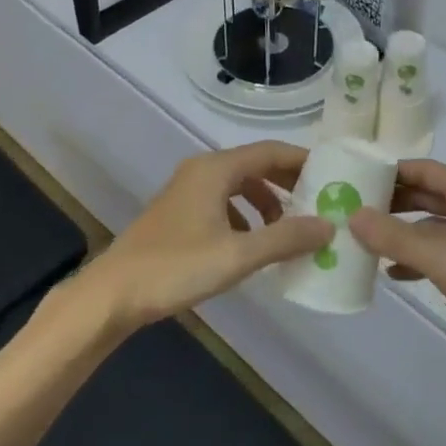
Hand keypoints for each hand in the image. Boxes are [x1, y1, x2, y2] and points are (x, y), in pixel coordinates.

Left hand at [83, 142, 331, 329]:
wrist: (113, 294)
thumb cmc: (176, 267)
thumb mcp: (238, 254)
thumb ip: (285, 238)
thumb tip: (328, 226)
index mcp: (216, 169)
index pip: (270, 151)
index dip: (303, 160)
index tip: (332, 174)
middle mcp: (202, 171)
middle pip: (255, 166)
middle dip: (287, 183)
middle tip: (318, 202)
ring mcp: (187, 191)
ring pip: (238, 186)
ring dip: (266, 202)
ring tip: (288, 228)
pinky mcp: (179, 213)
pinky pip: (223, 203)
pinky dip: (245, 216)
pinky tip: (252, 244)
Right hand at [349, 160, 445, 370]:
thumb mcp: (442, 258)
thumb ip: (395, 237)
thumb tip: (353, 215)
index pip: (424, 169)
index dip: (389, 172)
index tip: (354, 179)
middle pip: (429, 194)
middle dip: (393, 203)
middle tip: (354, 210)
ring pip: (436, 224)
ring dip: (405, 232)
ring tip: (368, 242)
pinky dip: (422, 257)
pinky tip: (396, 274)